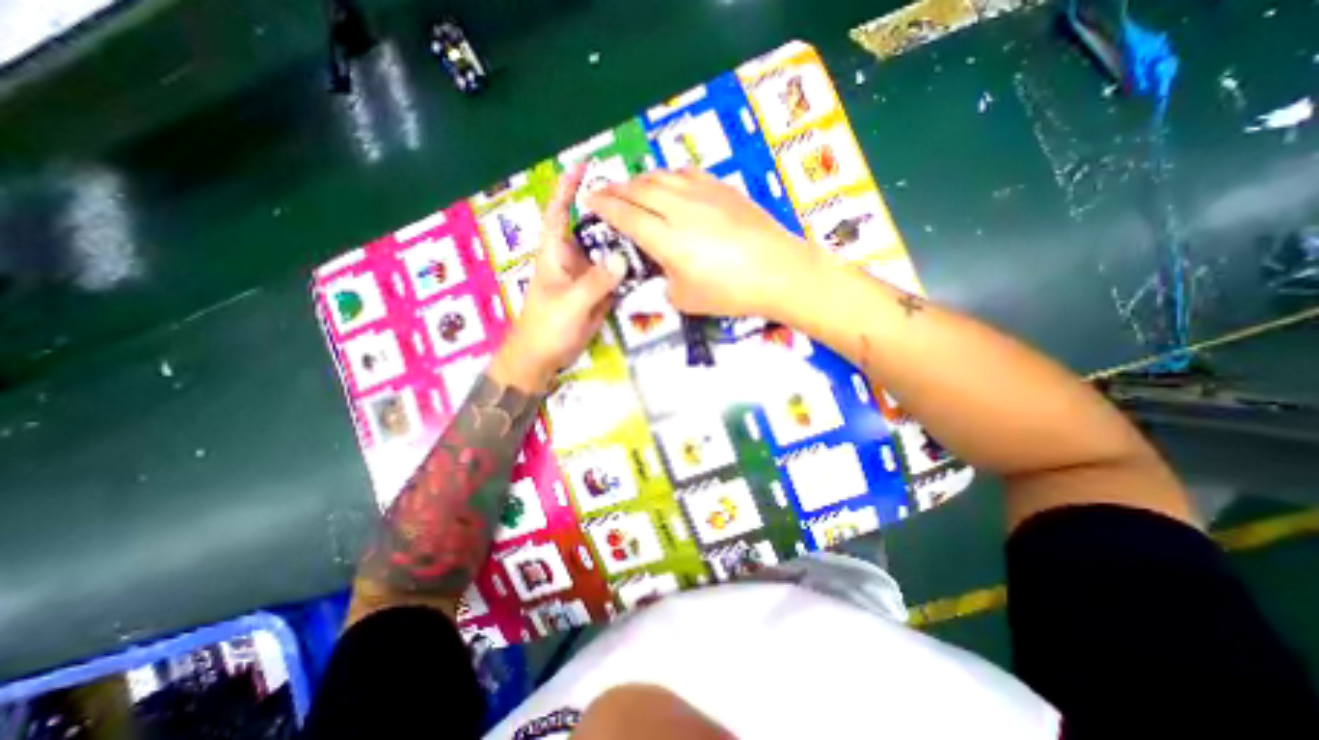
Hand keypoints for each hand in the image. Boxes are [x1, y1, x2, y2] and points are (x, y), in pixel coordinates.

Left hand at [496, 162, 625, 391]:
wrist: (544, 357)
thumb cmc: (547, 326)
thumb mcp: (571, 302)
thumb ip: (595, 281)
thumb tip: (621, 259)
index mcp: (555, 253)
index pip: (559, 212)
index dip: (567, 188)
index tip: (582, 166)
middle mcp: (572, 259)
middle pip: (592, 229)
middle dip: (612, 215)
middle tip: (641, 203)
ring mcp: (587, 277)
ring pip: (607, 253)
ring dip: (625, 242)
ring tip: (652, 230)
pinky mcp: (598, 293)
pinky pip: (616, 276)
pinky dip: (629, 269)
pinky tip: (648, 263)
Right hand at [585, 168, 821, 316]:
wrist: (778, 271)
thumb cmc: (730, 292)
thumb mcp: (686, 299)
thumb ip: (667, 282)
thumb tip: (666, 269)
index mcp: (665, 238)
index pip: (626, 216)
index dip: (604, 207)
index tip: (589, 199)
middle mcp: (679, 208)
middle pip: (639, 190)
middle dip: (616, 189)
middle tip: (603, 190)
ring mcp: (703, 194)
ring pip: (661, 177)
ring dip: (640, 180)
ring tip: (631, 186)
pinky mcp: (723, 189)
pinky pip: (686, 174)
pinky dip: (669, 175)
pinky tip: (669, 181)